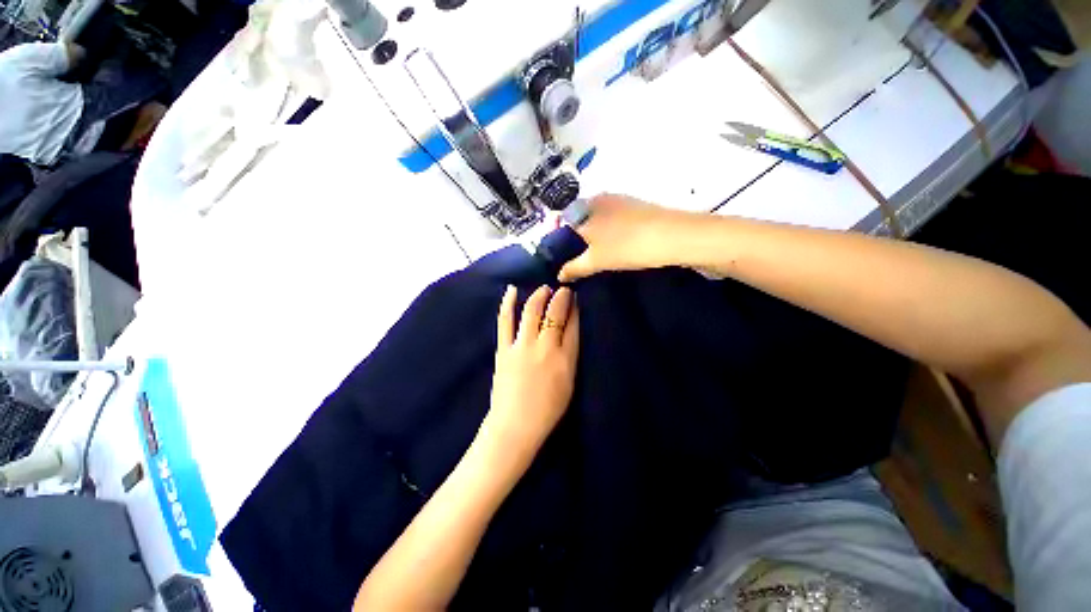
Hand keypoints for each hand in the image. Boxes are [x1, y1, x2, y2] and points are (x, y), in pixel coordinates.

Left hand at [481, 285, 579, 466]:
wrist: (515, 425)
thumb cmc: (547, 409)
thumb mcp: (569, 384)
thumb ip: (570, 356)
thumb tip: (569, 332)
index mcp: (565, 359)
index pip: (572, 325)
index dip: (574, 309)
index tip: (574, 298)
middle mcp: (545, 347)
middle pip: (555, 313)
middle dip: (560, 297)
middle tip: (563, 289)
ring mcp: (522, 346)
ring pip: (532, 311)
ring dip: (539, 295)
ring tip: (544, 289)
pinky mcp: (504, 349)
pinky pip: (505, 321)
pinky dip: (508, 303)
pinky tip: (511, 290)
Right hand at [558, 193, 687, 281]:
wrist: (672, 236)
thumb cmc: (625, 247)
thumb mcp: (595, 261)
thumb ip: (573, 268)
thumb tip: (559, 275)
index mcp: (583, 208)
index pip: (563, 223)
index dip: (562, 242)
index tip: (567, 259)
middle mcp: (598, 198)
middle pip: (581, 219)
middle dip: (579, 239)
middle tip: (583, 259)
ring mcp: (619, 199)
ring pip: (598, 218)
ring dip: (596, 235)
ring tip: (601, 255)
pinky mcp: (636, 205)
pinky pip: (614, 218)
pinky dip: (611, 231)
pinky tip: (619, 245)